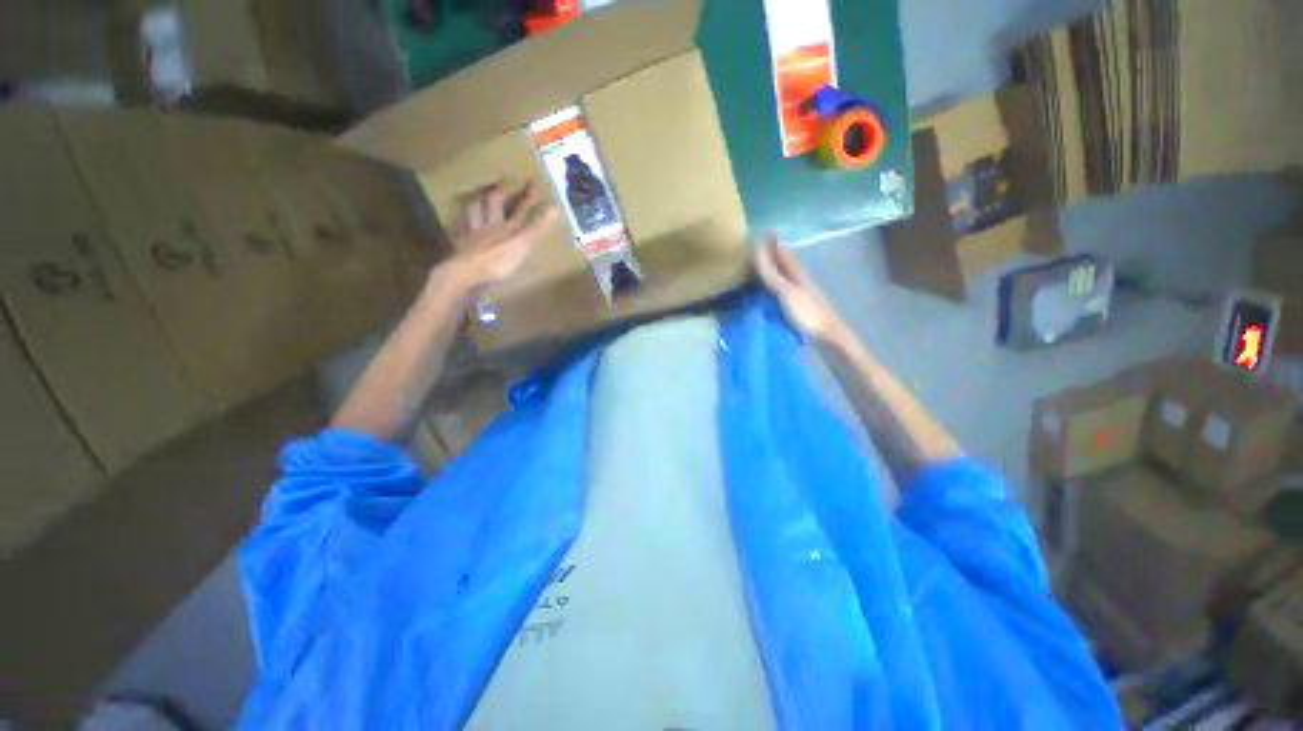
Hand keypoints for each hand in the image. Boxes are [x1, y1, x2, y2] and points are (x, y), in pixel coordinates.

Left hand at [445, 180, 559, 290]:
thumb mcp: (523, 244)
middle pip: (493, 204)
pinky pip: (462, 229)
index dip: (529, 198)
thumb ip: (538, 227)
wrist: (465, 272)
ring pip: (474, 213)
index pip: (521, 209)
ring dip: (477, 202)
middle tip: (503, 182)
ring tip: (478, 195)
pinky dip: (463, 222)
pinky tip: (462, 222)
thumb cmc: (497, 261)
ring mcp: (473, 235)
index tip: (535, 183)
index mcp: (506, 227)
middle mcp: (489, 226)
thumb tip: (557, 208)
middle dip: (500, 192)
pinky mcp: (461, 246)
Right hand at [754, 234, 848, 344]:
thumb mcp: (786, 292)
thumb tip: (758, 252)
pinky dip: (777, 286)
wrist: (827, 337)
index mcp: (798, 274)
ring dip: (776, 270)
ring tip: (763, 267)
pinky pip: (784, 292)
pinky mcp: (800, 309)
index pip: (784, 254)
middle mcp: (801, 281)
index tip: (766, 232)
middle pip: (786, 264)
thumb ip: (772, 275)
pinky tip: (772, 292)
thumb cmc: (807, 313)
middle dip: (775, 255)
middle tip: (761, 247)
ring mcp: (802, 296)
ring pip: (786, 277)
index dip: (775, 244)